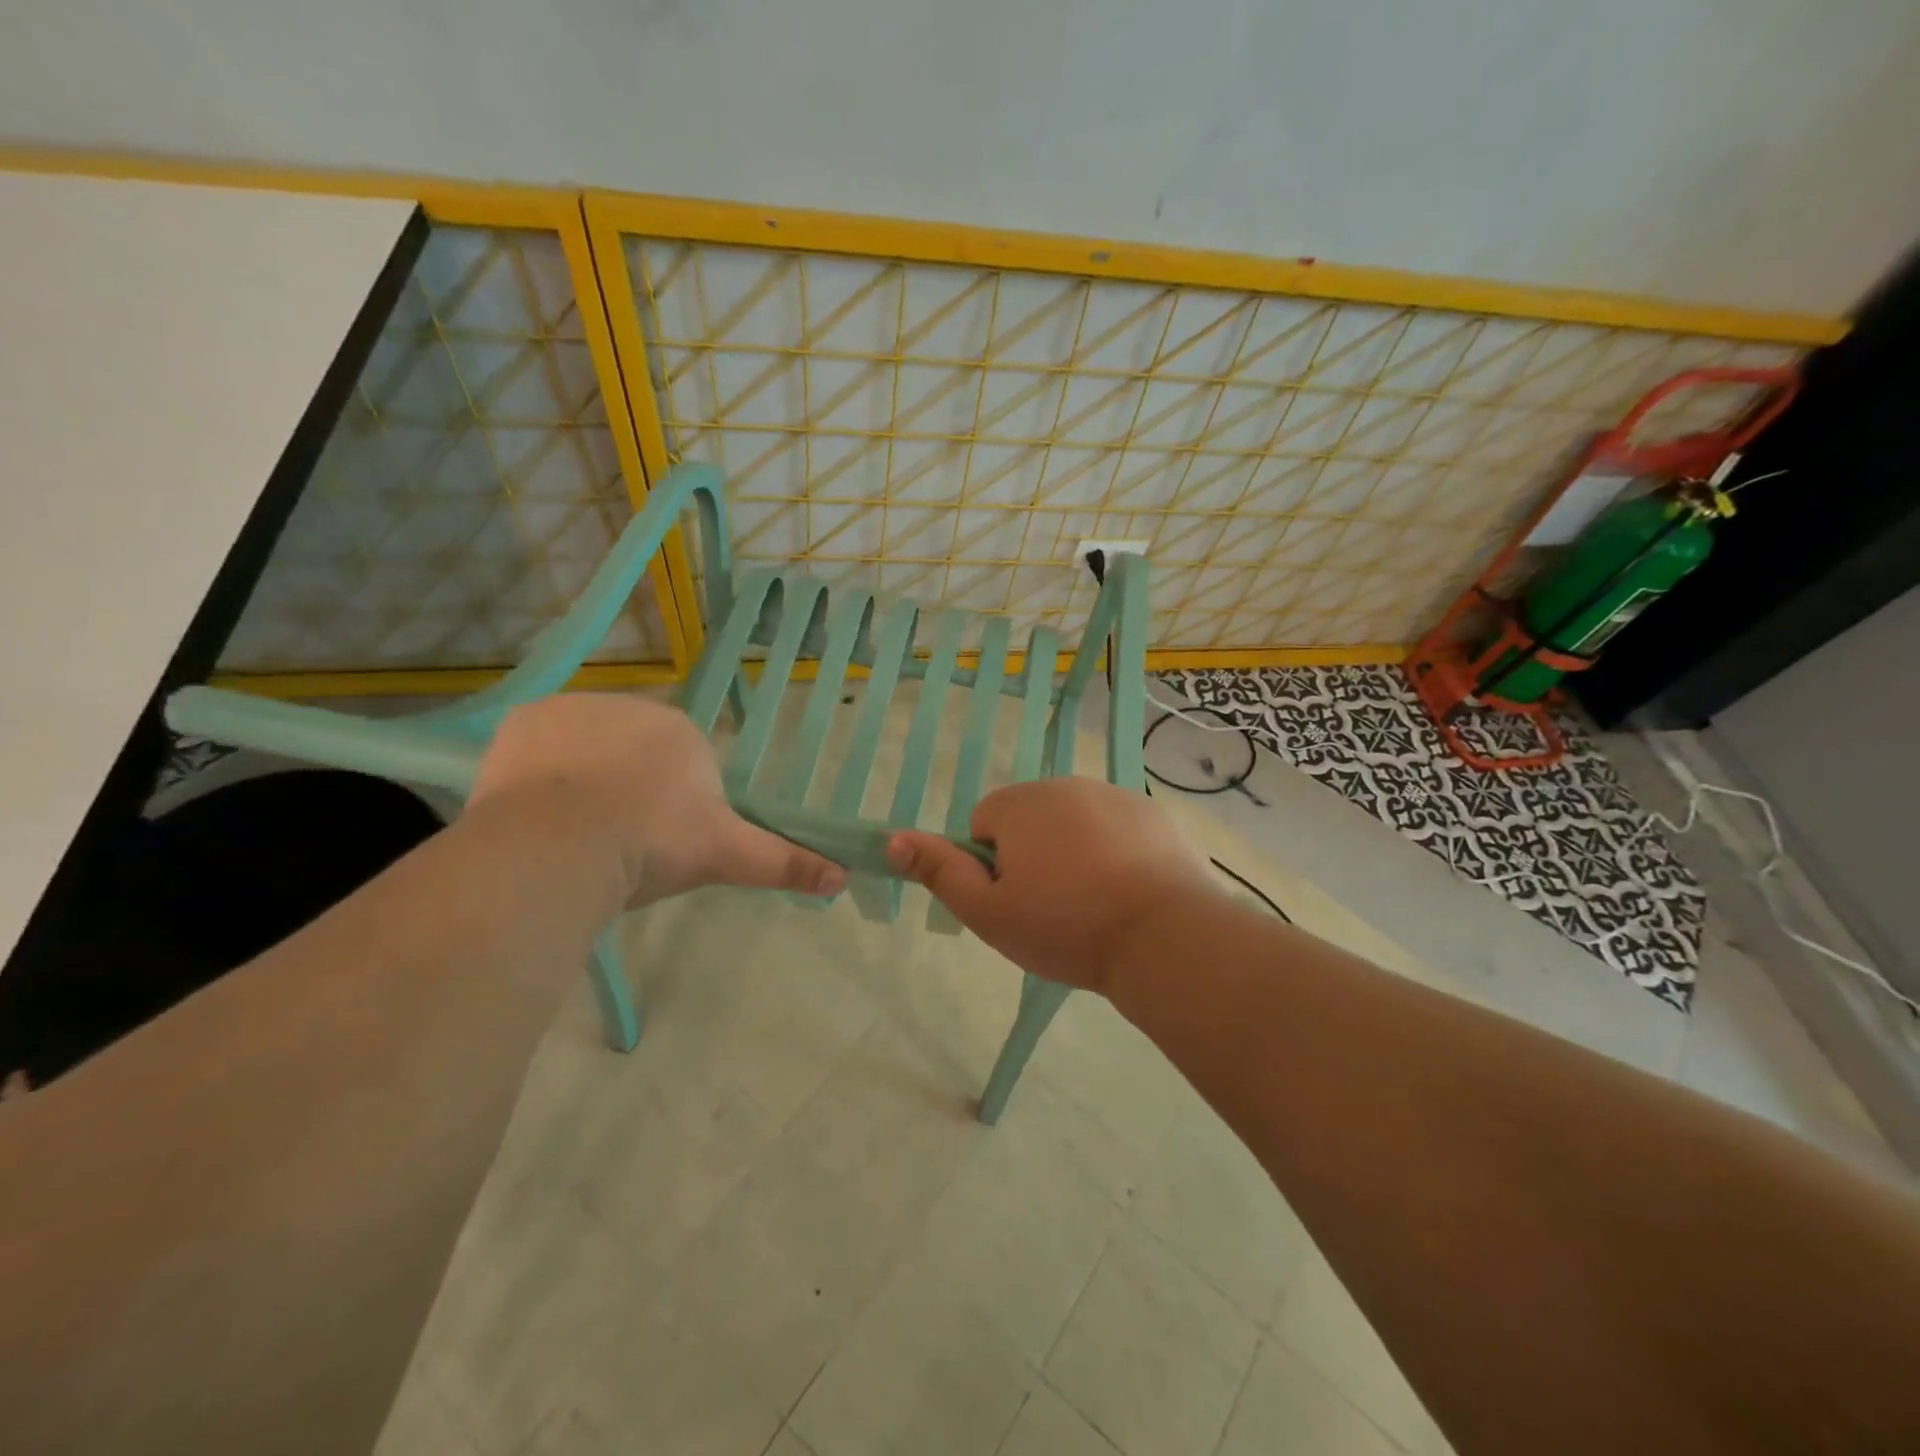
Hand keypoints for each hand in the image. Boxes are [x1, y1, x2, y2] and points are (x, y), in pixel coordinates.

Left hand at [470, 695, 847, 907]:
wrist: (563, 843)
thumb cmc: (654, 843)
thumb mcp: (725, 855)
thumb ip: (783, 862)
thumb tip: (844, 878)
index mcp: (681, 731)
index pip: (681, 763)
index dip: (670, 805)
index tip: (658, 843)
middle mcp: (631, 707)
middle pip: (633, 752)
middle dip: (628, 789)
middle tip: (617, 843)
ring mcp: (573, 709)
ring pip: (584, 749)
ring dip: (582, 781)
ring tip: (574, 835)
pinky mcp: (523, 721)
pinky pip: (537, 748)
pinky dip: (537, 776)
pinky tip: (537, 814)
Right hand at [887, 778, 1216, 993]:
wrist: (1163, 936)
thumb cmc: (1066, 926)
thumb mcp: (989, 912)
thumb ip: (940, 872)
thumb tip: (892, 840)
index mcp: (1020, 804)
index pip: (983, 824)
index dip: (992, 867)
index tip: (1017, 902)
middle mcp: (1064, 785)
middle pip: (1029, 819)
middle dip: (1032, 855)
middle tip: (1054, 907)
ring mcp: (1112, 794)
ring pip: (1073, 823)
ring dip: (1073, 852)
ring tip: (1094, 903)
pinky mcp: (1150, 813)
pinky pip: (1114, 828)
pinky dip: (1112, 850)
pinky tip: (1128, 891)